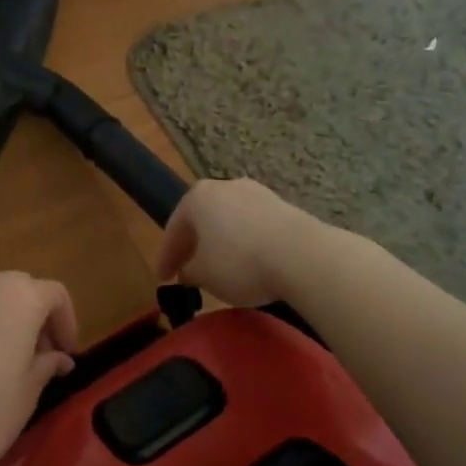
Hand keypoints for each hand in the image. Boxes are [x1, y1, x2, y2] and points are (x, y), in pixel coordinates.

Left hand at [0, 272, 77, 465]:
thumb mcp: (28, 393)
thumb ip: (46, 365)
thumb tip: (58, 357)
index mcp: (20, 297)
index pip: (55, 294)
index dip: (67, 323)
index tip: (67, 355)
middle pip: (21, 288)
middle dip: (36, 317)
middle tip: (40, 356)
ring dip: (5, 318)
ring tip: (5, 359)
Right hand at [157, 178, 309, 306]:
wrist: (302, 254)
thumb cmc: (240, 262)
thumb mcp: (204, 274)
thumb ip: (189, 271)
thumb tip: (188, 271)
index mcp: (196, 197)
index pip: (173, 229)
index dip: (166, 258)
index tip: (163, 279)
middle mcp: (223, 186)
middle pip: (202, 219)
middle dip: (194, 245)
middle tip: (188, 271)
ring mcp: (256, 192)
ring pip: (229, 220)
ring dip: (222, 243)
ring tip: (221, 269)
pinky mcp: (282, 205)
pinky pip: (253, 225)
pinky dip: (246, 243)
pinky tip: (250, 262)